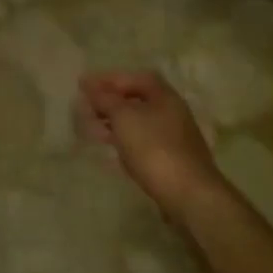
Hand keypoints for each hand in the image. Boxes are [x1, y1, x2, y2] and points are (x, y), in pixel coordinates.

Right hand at [77, 70, 223, 212]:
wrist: (188, 194)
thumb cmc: (153, 147)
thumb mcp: (123, 117)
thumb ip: (104, 98)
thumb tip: (89, 84)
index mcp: (164, 97)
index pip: (135, 78)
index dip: (109, 78)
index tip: (84, 86)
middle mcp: (172, 113)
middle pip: (137, 100)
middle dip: (109, 102)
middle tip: (86, 108)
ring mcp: (173, 138)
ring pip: (138, 122)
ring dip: (114, 123)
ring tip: (92, 130)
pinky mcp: (171, 160)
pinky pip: (142, 142)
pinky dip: (124, 140)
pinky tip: (111, 150)